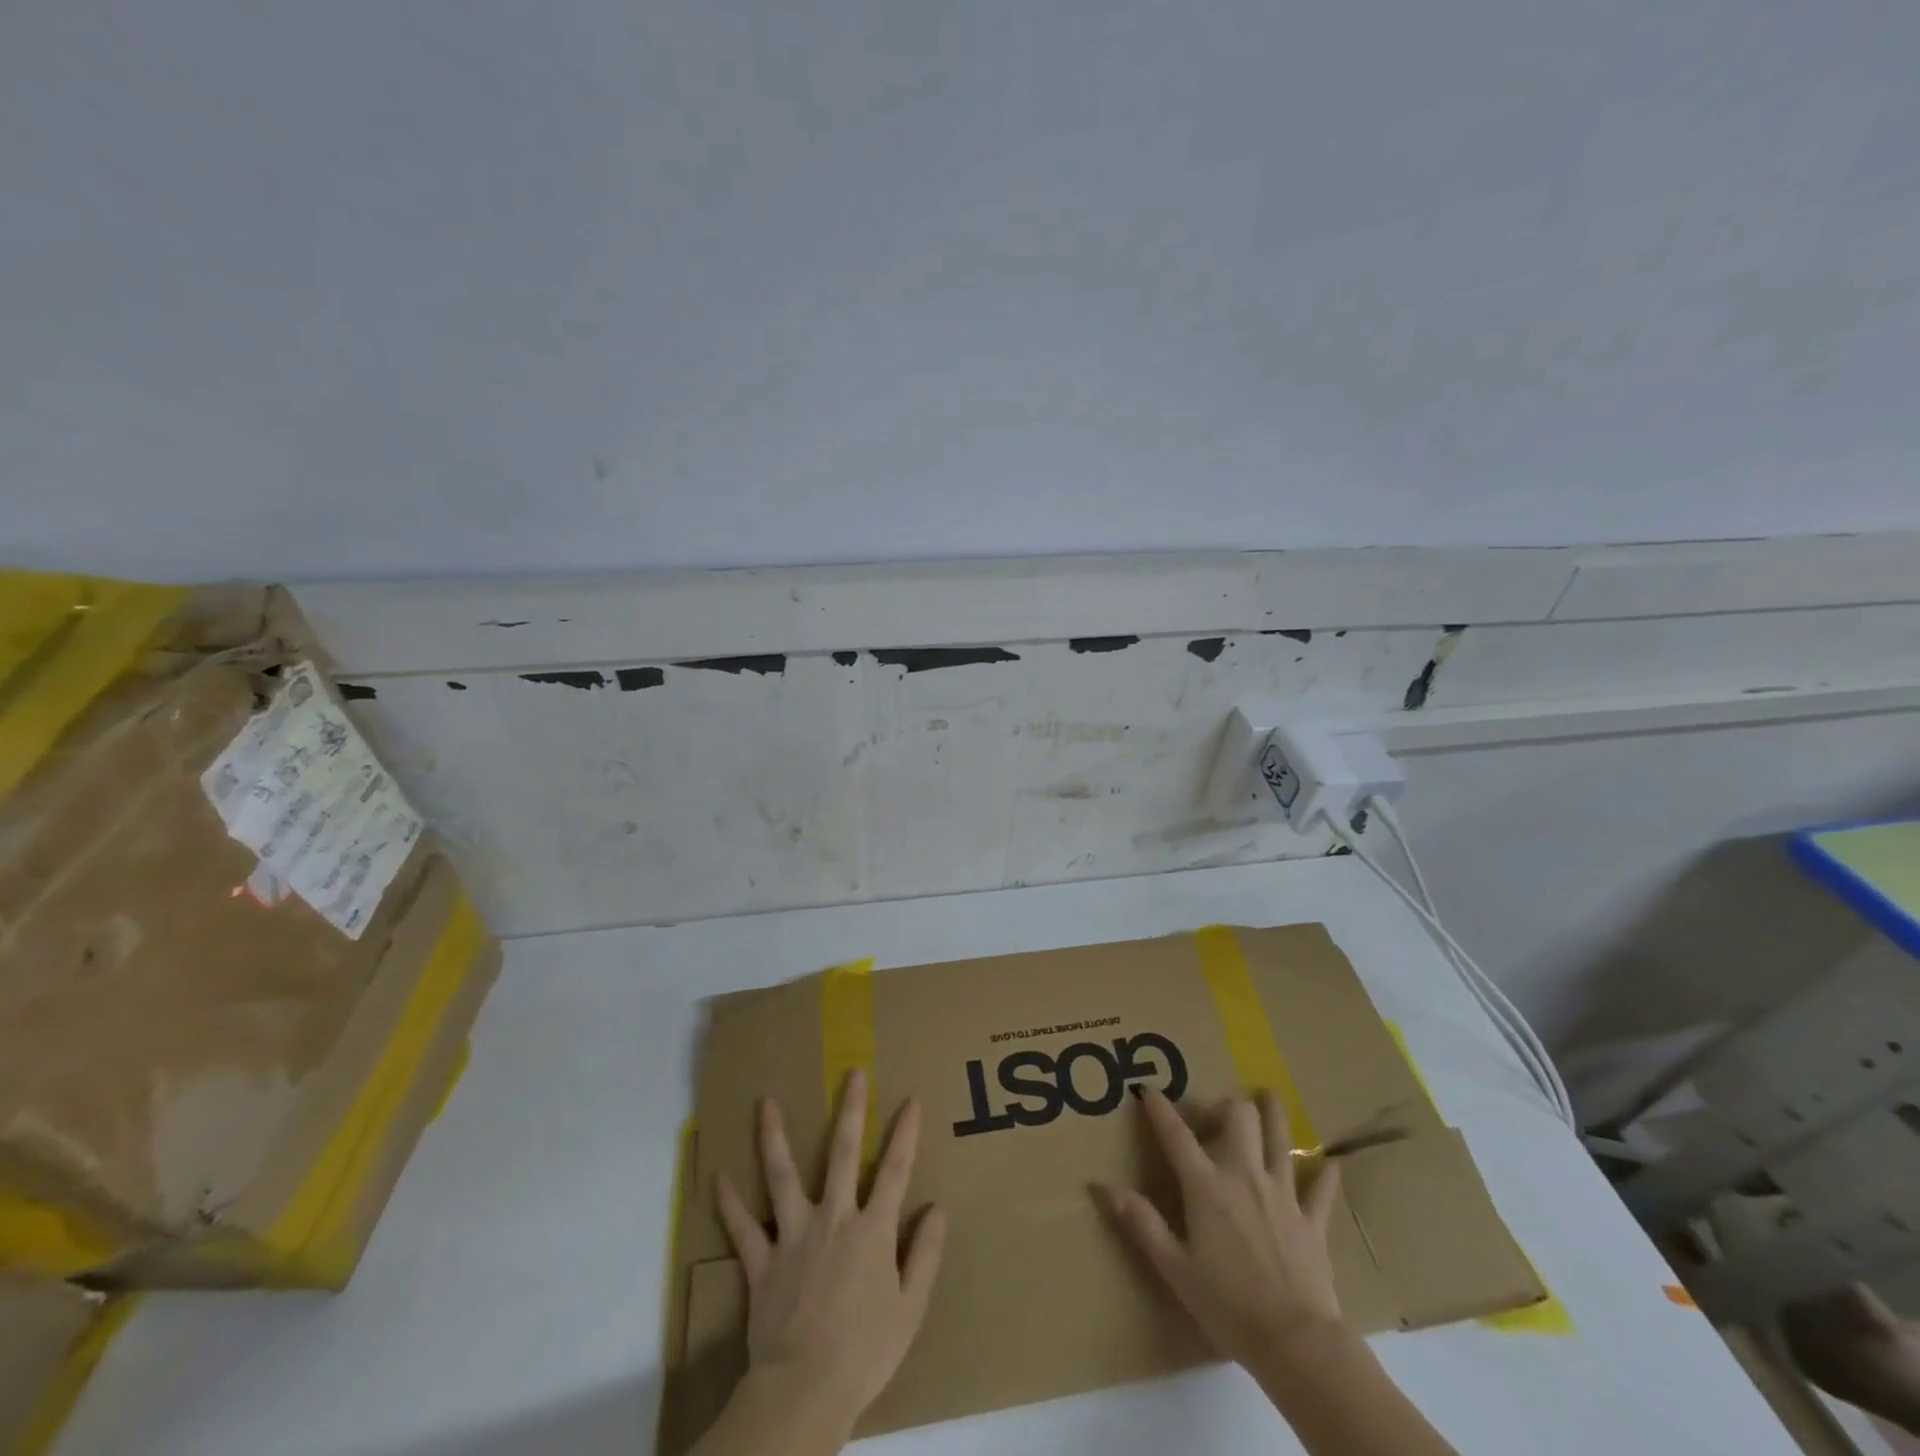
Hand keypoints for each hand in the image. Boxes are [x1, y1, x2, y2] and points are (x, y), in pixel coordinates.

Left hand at [715, 1069, 946, 1434]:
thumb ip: (926, 1253)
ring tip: (765, 1102)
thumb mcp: (911, 1307)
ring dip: (774, 1137)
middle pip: (842, 1154)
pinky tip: (717, 1177)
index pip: (894, 1170)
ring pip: (783, 1176)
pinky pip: (743, 1228)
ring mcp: (793, 1236)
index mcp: (873, 1230)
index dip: (905, 1133)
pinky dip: (729, 1204)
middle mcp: (833, 1218)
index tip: (910, 1101)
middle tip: (851, 1073)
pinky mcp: (762, 1262)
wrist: (804, 1392)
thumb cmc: (865, 1352)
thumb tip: (939, 1206)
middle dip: (849, 1110)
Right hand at [1106, 1087, 1343, 1365]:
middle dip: (1226, 1105)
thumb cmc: (1228, 1305)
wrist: (1296, 1342)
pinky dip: (1325, 1176)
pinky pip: (1321, 1190)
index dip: (1160, 1110)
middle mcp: (1244, 1176)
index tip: (1148, 1090)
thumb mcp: (1175, 1268)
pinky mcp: (1312, 1221)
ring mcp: (1282, 1195)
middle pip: (1239, 1118)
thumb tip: (1105, 1187)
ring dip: (1274, 1115)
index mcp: (1206, 1186)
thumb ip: (1142, 1223)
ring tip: (1268, 1096)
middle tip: (1216, 1117)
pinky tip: (1331, 1164)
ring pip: (1280, 1140)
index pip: (1177, 1136)